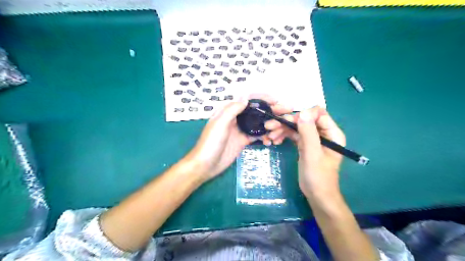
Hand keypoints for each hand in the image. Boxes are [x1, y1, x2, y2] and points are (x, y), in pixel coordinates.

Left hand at [186, 95, 290, 180]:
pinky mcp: (243, 140)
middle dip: (271, 109)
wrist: (205, 165)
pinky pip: (257, 135)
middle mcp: (236, 117)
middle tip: (287, 111)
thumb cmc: (210, 143)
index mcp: (228, 110)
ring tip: (280, 128)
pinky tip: (271, 140)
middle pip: (256, 110)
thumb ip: (232, 109)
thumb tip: (246, 96)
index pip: (247, 99)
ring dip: (270, 124)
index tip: (275, 100)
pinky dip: (265, 136)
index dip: (262, 97)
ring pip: (258, 122)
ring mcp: (240, 129)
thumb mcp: (220, 124)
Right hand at [265, 107, 344, 197]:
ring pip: (296, 126)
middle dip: (286, 122)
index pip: (318, 114)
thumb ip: (308, 133)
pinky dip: (283, 136)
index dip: (302, 114)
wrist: (316, 195)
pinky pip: (293, 135)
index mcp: (331, 133)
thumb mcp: (312, 154)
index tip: (287, 121)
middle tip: (269, 126)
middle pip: (304, 119)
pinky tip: (274, 141)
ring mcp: (312, 138)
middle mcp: (322, 132)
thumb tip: (302, 112)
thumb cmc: (318, 176)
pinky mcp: (304, 144)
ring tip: (269, 137)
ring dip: (282, 129)